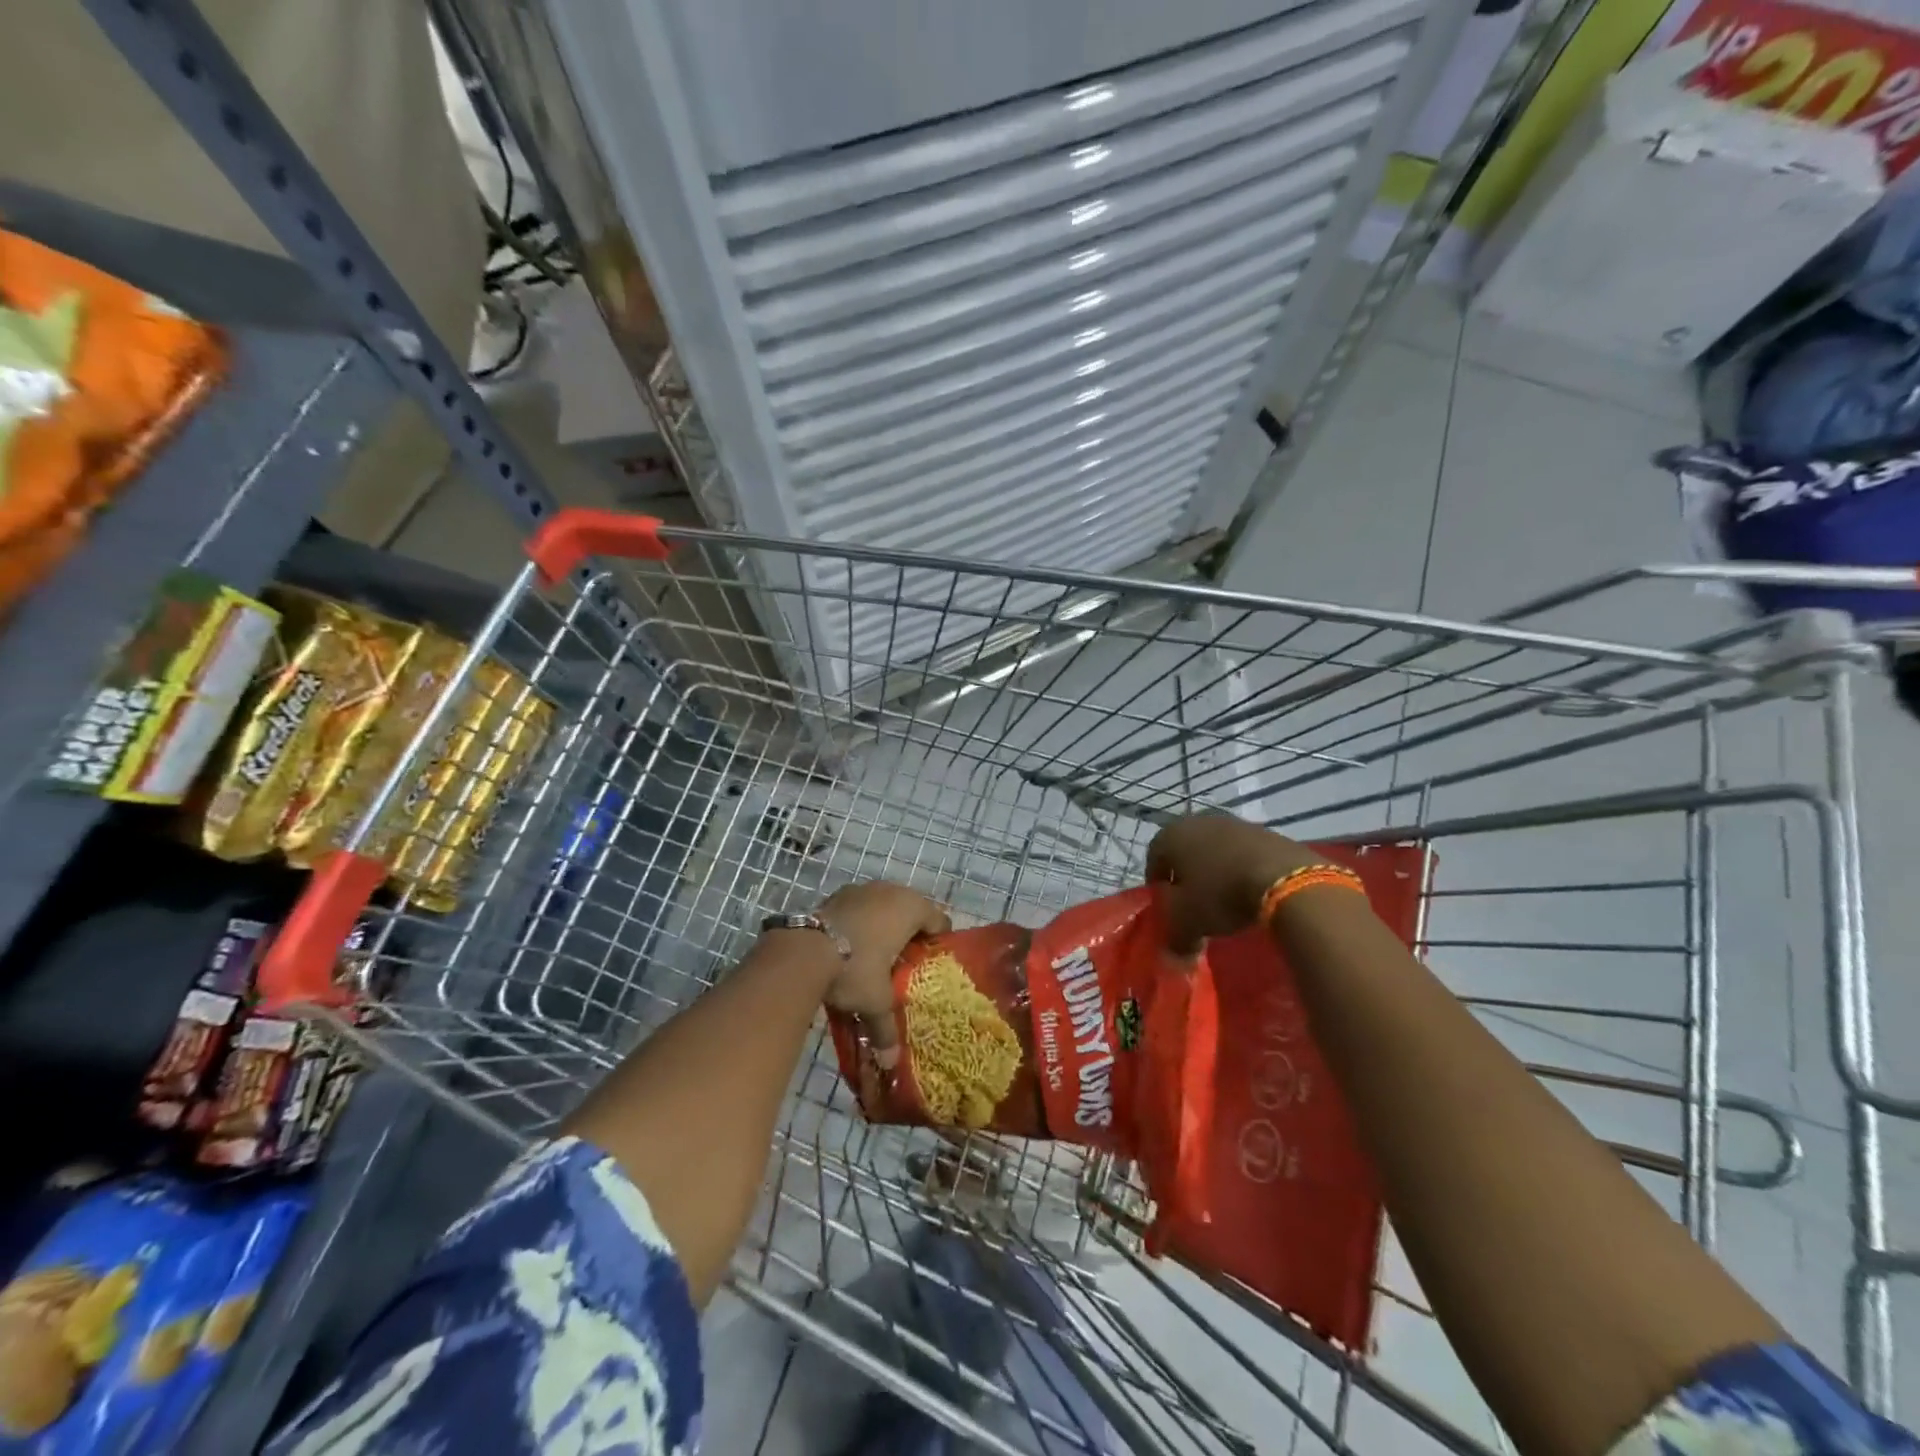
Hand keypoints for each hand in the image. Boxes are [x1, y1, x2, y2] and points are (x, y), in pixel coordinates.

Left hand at [817, 882, 950, 1066]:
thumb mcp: (874, 1001)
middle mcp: (890, 891)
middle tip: (906, 961)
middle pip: (911, 909)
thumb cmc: (854, 969)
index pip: (938, 920)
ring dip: (884, 924)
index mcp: (910, 908)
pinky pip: (860, 906)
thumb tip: (891, 1062)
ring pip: (883, 905)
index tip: (932, 962)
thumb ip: (886, 1029)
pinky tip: (851, 945)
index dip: (938, 941)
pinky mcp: (836, 894)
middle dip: (910, 932)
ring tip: (878, 954)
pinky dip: (860, 922)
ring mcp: (861, 889)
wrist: (802, 950)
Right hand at [1145, 813, 1324, 953]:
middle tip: (1194, 903)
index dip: (1157, 883)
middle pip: (1185, 850)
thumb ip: (1174, 939)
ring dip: (1216, 871)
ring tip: (1225, 899)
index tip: (1166, 905)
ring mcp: (1234, 823)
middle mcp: (1199, 821)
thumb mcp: (1187, 923)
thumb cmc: (1220, 894)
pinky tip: (1251, 891)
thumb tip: (1173, 955)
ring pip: (1215, 849)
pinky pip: (1244, 852)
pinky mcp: (1265, 831)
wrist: (1284, 878)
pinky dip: (1242, 869)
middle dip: (1188, 875)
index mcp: (1171, 835)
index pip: (1154, 857)